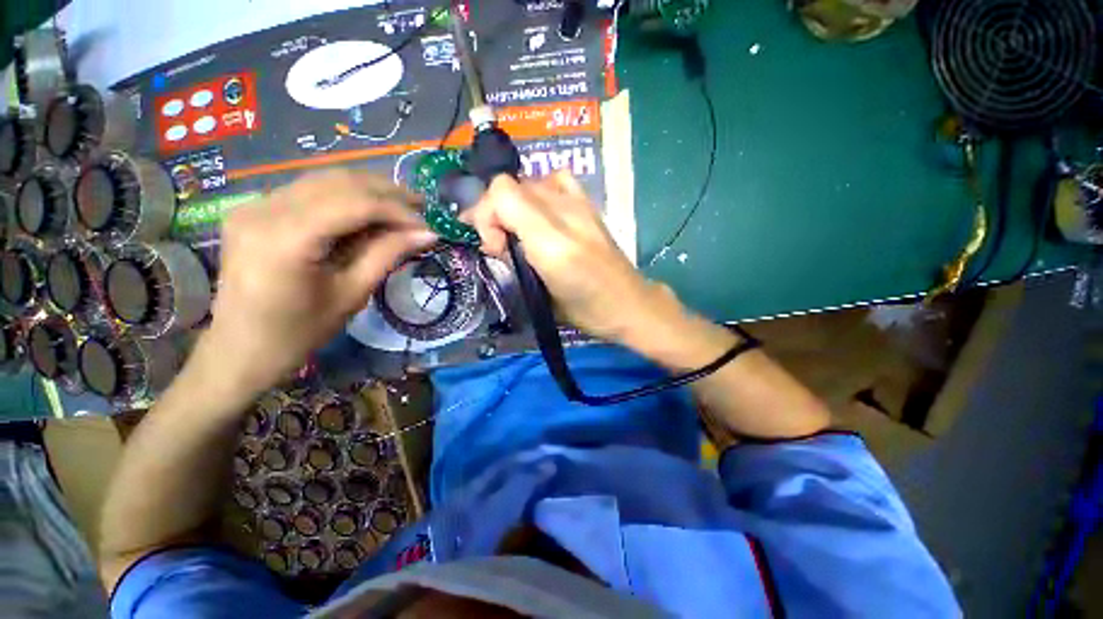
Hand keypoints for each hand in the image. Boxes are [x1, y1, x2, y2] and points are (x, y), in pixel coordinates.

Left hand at [200, 170, 435, 392]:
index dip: (397, 210)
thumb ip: (388, 254)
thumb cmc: (300, 332)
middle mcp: (264, 209)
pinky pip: (309, 190)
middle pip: (339, 182)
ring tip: (401, 209)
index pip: (354, 204)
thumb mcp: (352, 294)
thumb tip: (427, 233)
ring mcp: (254, 205)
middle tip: (421, 209)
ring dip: (368, 191)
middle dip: (387, 193)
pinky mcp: (255, 209)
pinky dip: (346, 197)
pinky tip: (367, 212)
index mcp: (285, 239)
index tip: (428, 225)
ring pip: (325, 179)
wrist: (241, 349)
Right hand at [465, 172, 728, 364]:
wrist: (627, 303)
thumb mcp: (542, 292)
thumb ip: (515, 255)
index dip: (486, 217)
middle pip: (511, 185)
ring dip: (514, 205)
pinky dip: (540, 194)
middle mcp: (565, 209)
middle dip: (495, 213)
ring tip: (519, 231)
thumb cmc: (585, 308)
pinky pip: (556, 181)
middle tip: (502, 245)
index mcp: (551, 236)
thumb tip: (496, 235)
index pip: (500, 192)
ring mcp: (580, 203)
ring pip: (529, 183)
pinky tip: (543, 217)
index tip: (494, 249)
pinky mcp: (589, 206)